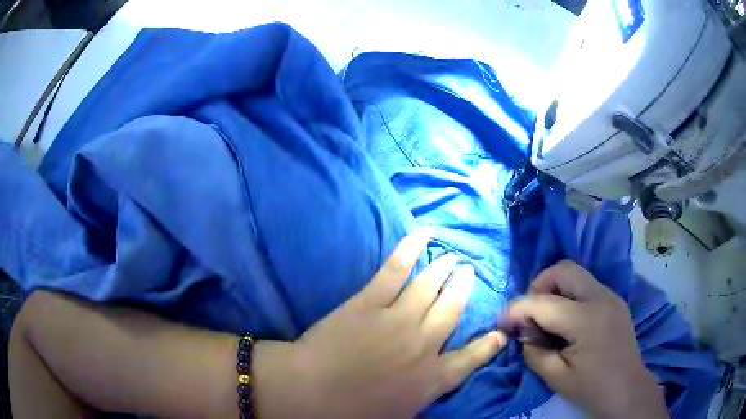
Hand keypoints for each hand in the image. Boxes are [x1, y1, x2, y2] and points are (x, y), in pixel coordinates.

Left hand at [253, 227, 506, 418]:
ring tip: (452, 258)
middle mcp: (423, 345)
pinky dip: (411, 250)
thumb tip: (432, 385)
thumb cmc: (352, 412)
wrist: (311, 391)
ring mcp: (398, 320)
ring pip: (429, 287)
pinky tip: (424, 234)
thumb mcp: (399, 414)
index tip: (501, 333)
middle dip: (463, 289)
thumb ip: (422, 396)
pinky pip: (396, 270)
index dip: (487, 346)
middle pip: (452, 311)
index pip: (470, 360)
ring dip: (444, 270)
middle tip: (469, 273)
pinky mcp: (370, 302)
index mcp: (431, 379)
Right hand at [506, 261, 667, 418]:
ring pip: (576, 273)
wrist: (627, 390)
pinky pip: (586, 286)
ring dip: (554, 289)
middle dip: (539, 285)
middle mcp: (601, 297)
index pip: (543, 302)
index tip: (502, 320)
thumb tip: (524, 333)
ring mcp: (611, 295)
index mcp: (586, 320)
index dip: (517, 308)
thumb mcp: (555, 377)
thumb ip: (534, 352)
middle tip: (529, 313)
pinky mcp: (614, 300)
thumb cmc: (592, 389)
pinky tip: (566, 320)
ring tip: (547, 317)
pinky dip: (569, 295)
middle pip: (563, 269)